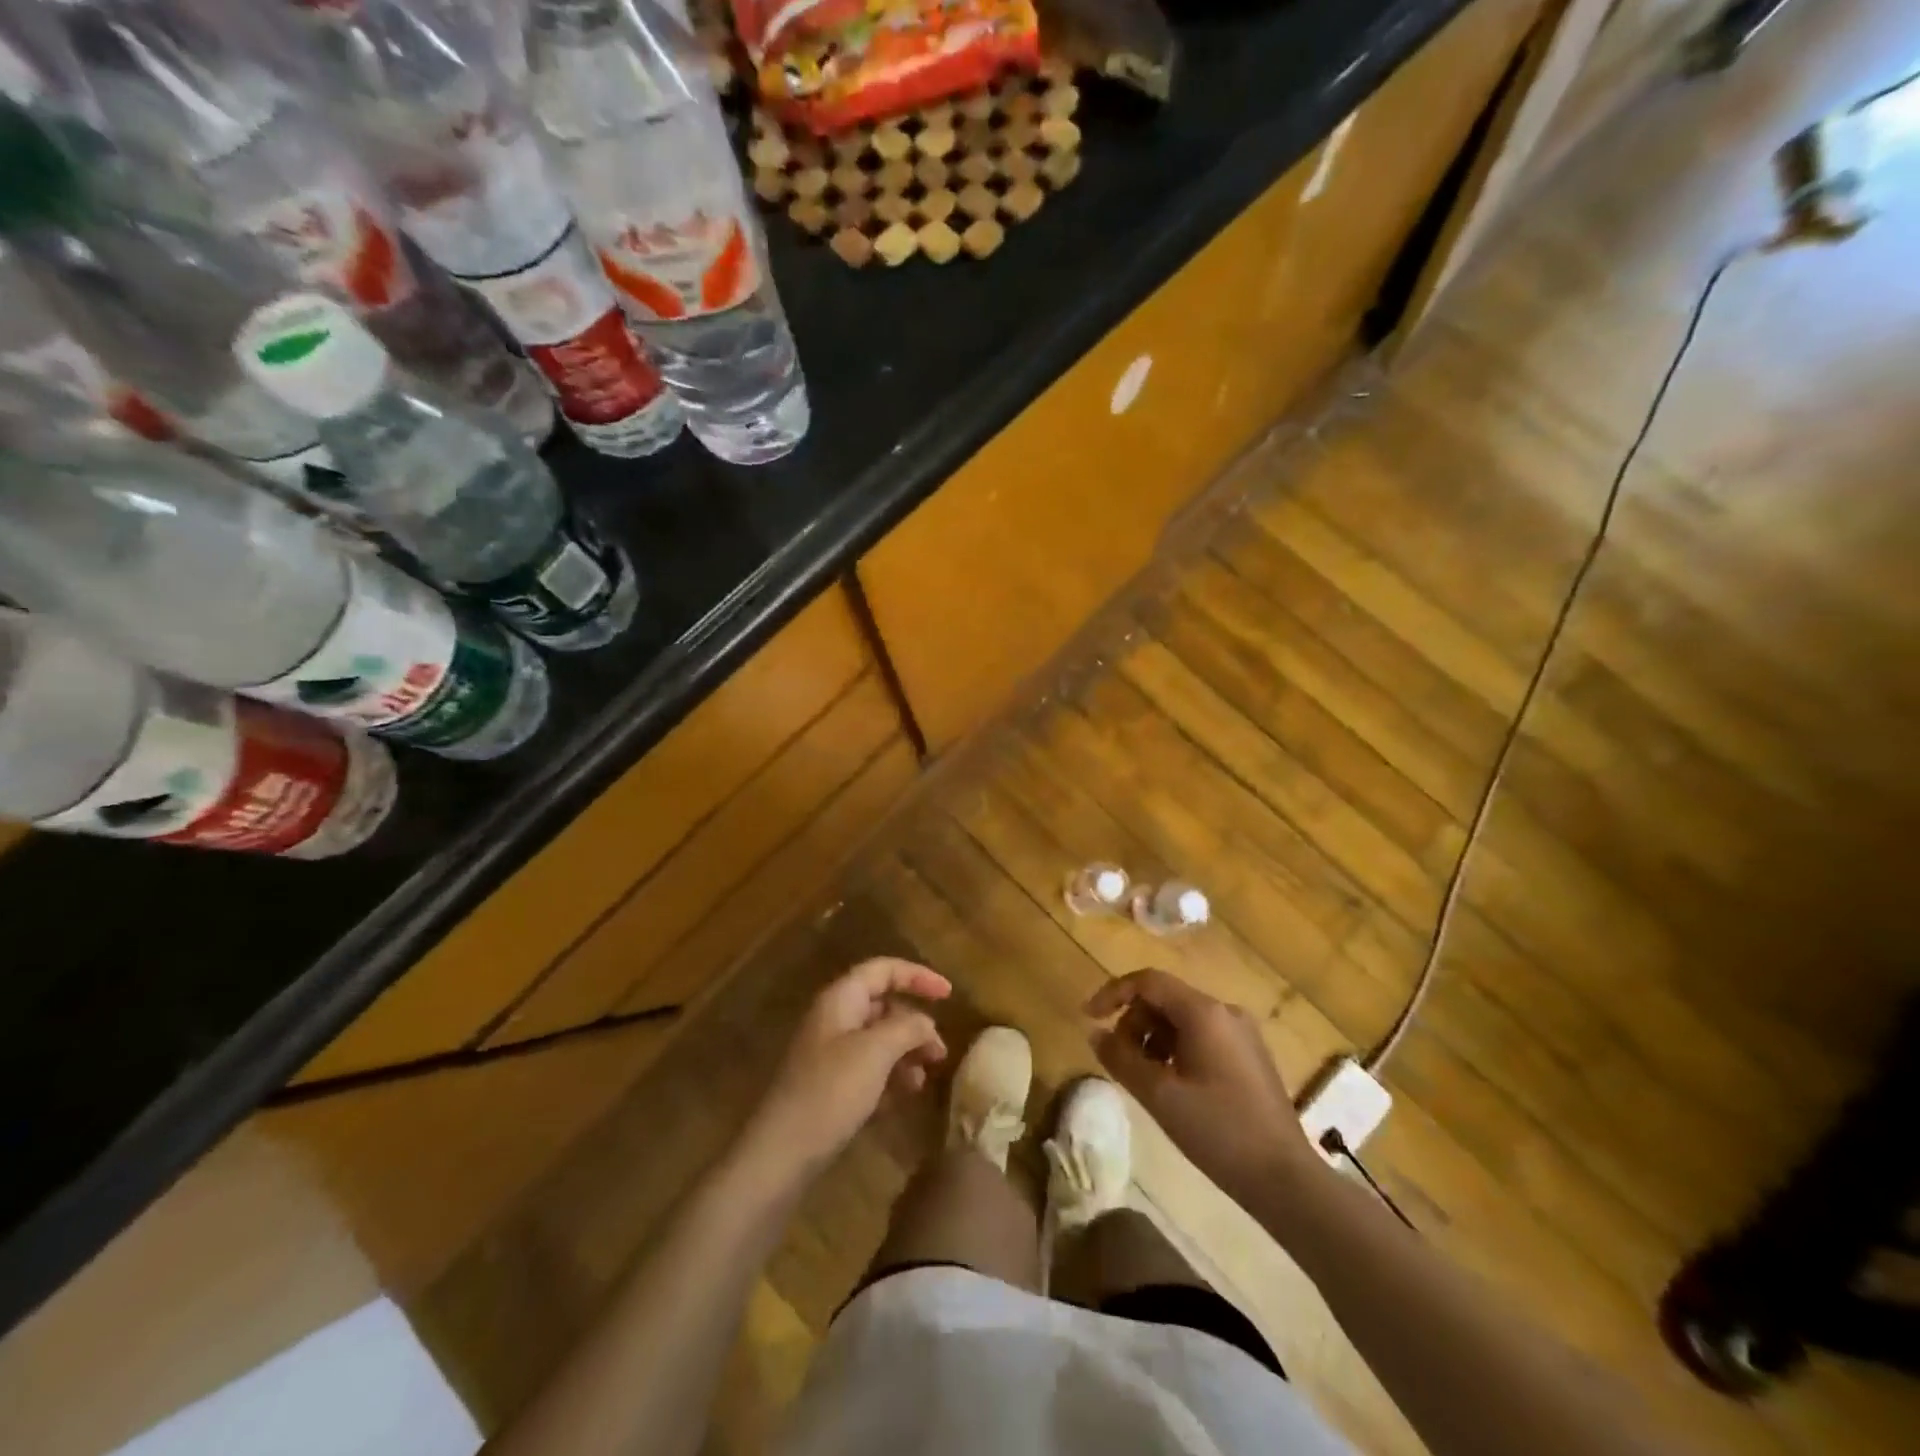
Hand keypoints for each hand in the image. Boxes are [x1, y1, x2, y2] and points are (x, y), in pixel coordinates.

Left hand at [740, 958, 950, 1187]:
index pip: (883, 970)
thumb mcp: (876, 1052)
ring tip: (923, 1081)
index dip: (918, 976)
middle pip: (883, 1006)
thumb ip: (908, 1028)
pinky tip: (903, 1099)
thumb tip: (926, 1024)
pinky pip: (868, 1069)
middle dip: (915, 1024)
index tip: (950, 995)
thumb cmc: (831, 1091)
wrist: (781, 1153)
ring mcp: (829, 1054)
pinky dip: (889, 1077)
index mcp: (841, 999)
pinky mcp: (830, 1086)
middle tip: (940, 1052)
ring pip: (878, 1040)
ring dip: (905, 1054)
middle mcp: (834, 1019)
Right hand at [1086, 969, 1319, 1200]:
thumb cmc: (1218, 1131)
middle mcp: (1225, 1012)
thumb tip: (1095, 1033)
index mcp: (1204, 1012)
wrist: (1285, 1179)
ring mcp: (1242, 1034)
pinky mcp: (1250, 1057)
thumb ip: (1121, 1058)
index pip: (1148, 981)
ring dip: (1153, 1039)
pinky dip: (1176, 1051)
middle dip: (1134, 1023)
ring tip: (1145, 1079)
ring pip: (1182, 1020)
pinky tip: (1173, 1087)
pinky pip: (1202, 1037)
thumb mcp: (1159, 1095)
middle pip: (1165, 999)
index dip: (1112, 994)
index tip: (1089, 1018)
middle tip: (1120, 1061)